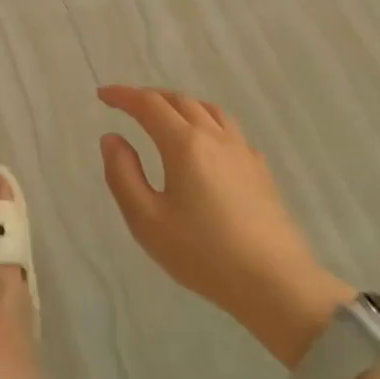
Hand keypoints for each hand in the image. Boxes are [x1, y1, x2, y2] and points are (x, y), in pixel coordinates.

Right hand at [97, 85, 352, 366]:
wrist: (276, 284)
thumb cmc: (203, 254)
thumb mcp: (147, 220)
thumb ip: (123, 174)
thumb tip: (112, 138)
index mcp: (184, 144)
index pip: (148, 104)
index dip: (122, 95)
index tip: (102, 94)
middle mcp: (214, 137)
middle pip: (179, 100)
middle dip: (149, 97)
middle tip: (127, 104)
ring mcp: (242, 151)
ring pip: (208, 109)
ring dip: (180, 104)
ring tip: (164, 116)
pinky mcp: (260, 169)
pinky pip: (228, 129)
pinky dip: (206, 121)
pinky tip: (204, 144)